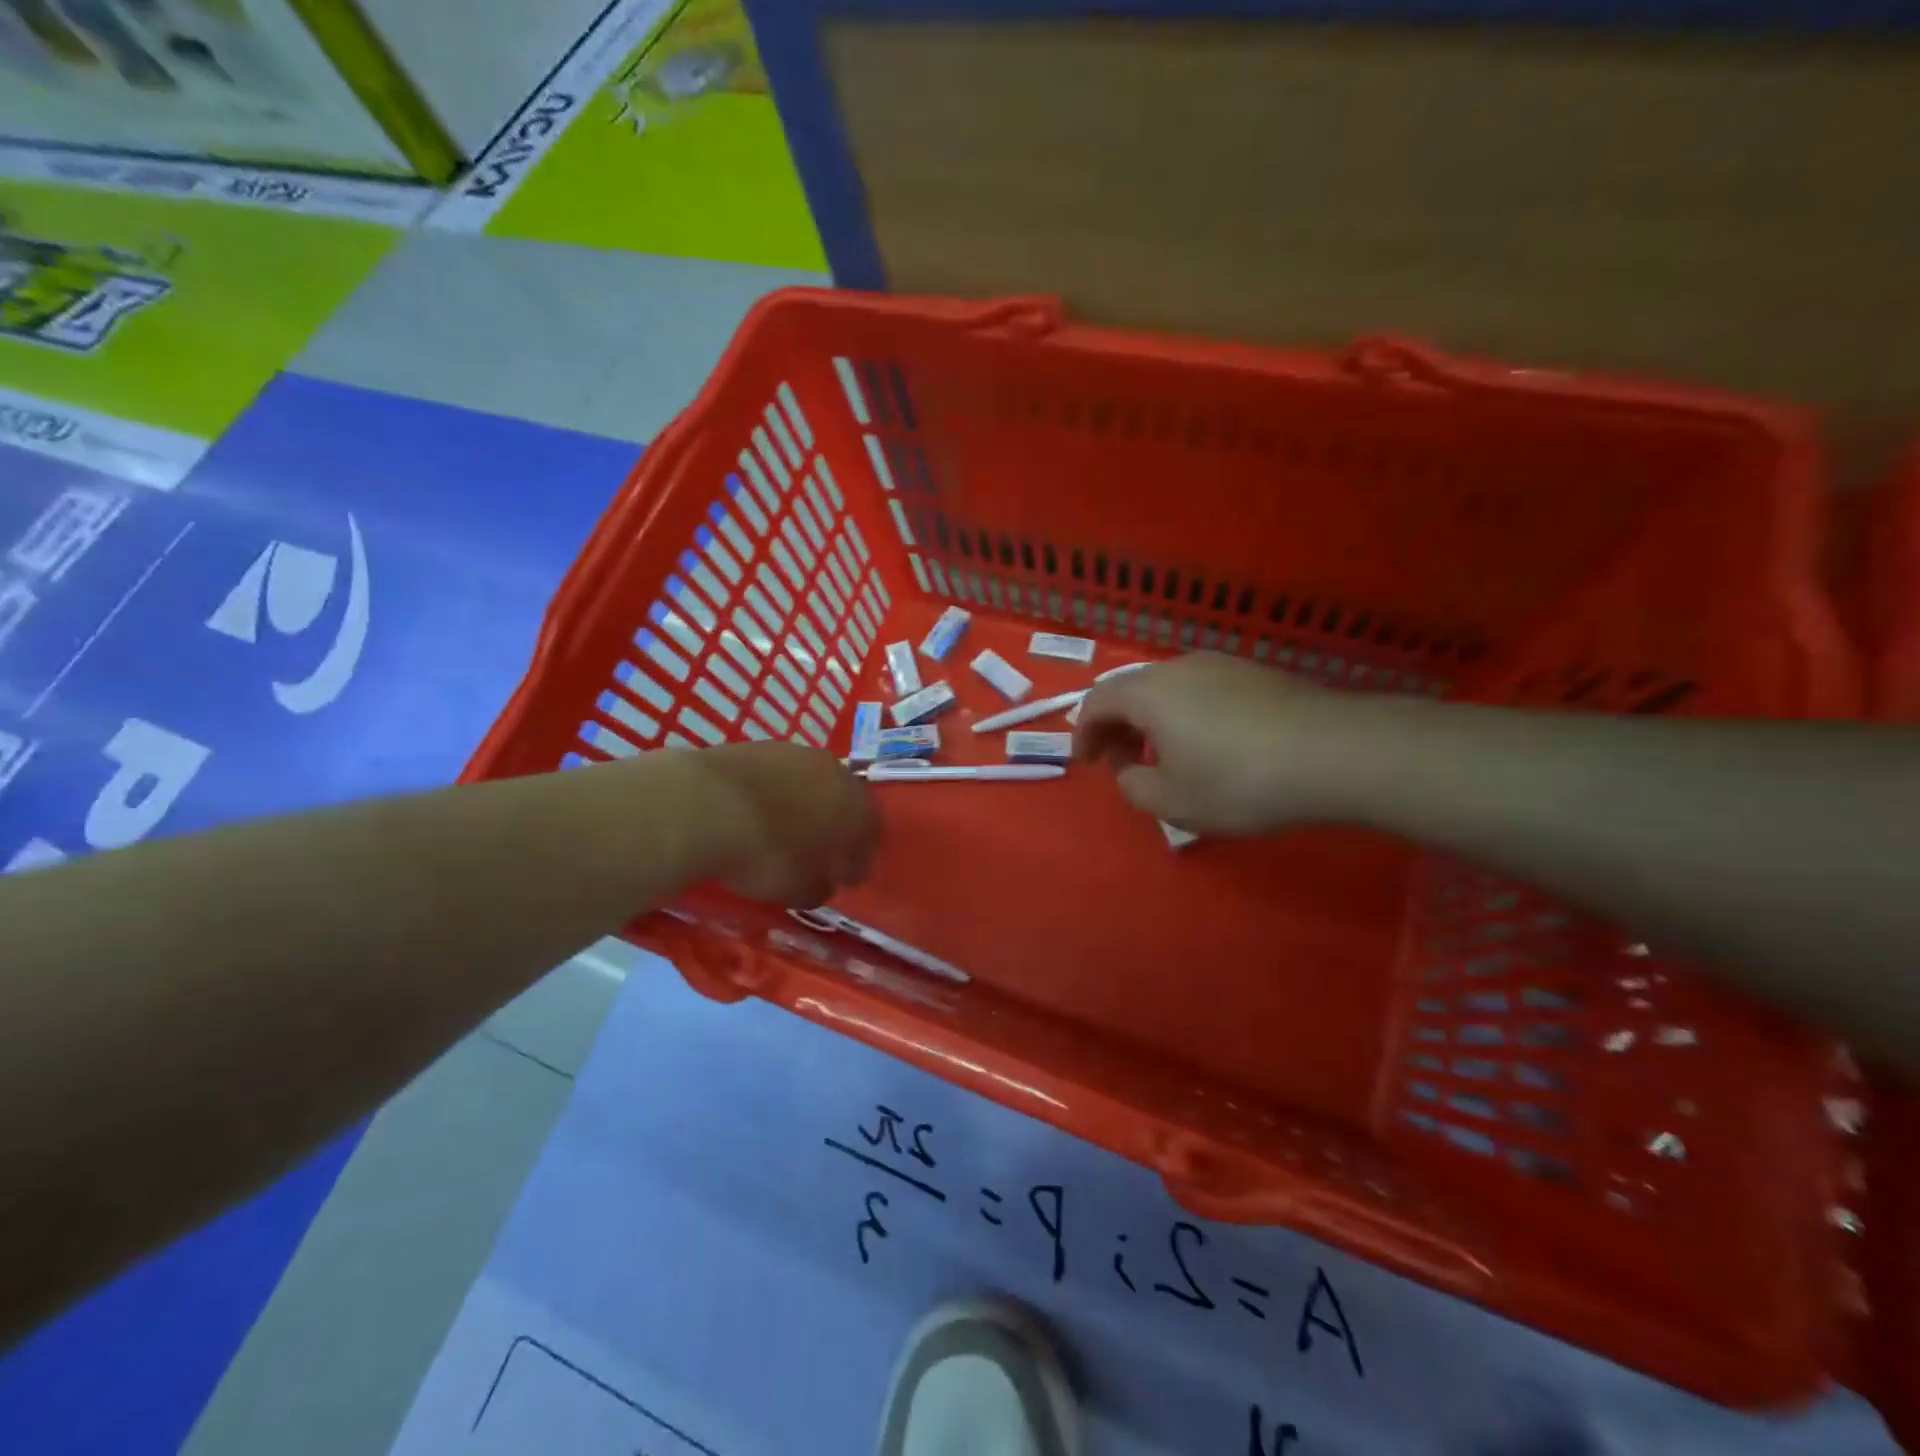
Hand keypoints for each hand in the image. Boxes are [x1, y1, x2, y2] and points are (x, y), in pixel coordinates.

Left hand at [689, 742, 879, 905]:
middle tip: (819, 850)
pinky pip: (776, 775)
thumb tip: (823, 883)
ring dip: (804, 803)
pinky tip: (756, 810)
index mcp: (856, 807)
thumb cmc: (766, 854)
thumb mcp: (798, 888)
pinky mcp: (758, 745)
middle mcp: (834, 772)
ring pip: (810, 782)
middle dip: (835, 825)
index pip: (870, 834)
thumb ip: (819, 886)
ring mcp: (795, 752)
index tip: (847, 878)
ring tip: (784, 827)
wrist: (706, 804)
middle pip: (843, 801)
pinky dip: (773, 792)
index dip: (859, 858)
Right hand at [1074, 652, 1363, 833]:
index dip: (1084, 733)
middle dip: (1118, 726)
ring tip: (1167, 756)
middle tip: (1123, 762)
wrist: (1338, 754)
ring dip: (1154, 720)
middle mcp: (1181, 667)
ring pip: (1170, 689)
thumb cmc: (1239, 781)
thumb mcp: (1171, 800)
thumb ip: (1132, 785)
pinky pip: (1204, 690)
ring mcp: (1224, 665)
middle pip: (1132, 690)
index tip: (1088, 763)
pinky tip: (1213, 746)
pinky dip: (1188, 715)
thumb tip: (1130, 766)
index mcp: (1149, 692)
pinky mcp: (1258, 674)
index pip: (1097, 702)